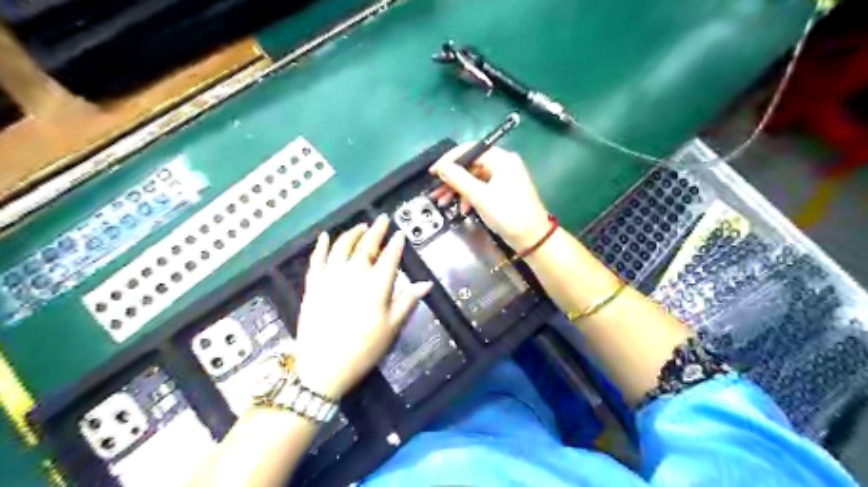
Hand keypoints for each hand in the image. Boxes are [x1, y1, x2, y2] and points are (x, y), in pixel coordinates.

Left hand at [293, 217, 431, 398]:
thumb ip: (407, 301)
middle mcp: (353, 274)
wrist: (323, 367)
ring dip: (352, 233)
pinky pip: (316, 259)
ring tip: (360, 226)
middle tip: (382, 219)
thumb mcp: (391, 327)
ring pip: (341, 246)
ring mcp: (330, 277)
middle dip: (376, 230)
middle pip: (366, 245)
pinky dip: (320, 246)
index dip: (396, 243)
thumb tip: (426, 284)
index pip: (389, 257)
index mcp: (376, 285)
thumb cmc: (363, 349)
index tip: (400, 233)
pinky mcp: (313, 284)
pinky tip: (323, 236)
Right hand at [428, 143, 547, 251]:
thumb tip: (441, 166)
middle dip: (452, 179)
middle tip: (435, 190)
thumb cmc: (508, 215)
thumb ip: (458, 179)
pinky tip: (462, 209)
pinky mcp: (503, 192)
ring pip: (474, 179)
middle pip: (471, 165)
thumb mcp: (480, 196)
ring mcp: (504, 178)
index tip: (433, 172)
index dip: (449, 160)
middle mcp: (504, 164)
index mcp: (502, 159)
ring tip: (443, 202)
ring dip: (458, 190)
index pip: (470, 150)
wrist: (532, 239)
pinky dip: (470, 197)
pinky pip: (481, 188)